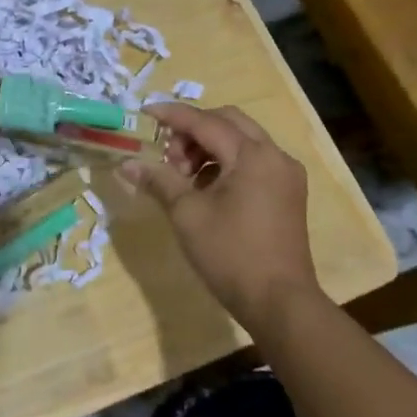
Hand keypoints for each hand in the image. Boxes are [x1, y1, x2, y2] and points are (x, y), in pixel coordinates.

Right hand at [120, 104, 322, 334]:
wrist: (280, 303)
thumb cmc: (231, 254)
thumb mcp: (187, 215)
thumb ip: (159, 181)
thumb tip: (127, 164)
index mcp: (252, 155)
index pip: (205, 122)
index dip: (172, 115)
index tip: (145, 113)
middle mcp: (275, 155)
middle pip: (228, 122)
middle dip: (193, 130)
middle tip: (168, 154)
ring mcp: (286, 174)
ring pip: (242, 140)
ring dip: (210, 147)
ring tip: (184, 176)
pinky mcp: (288, 193)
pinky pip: (254, 161)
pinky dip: (228, 163)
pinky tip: (207, 189)